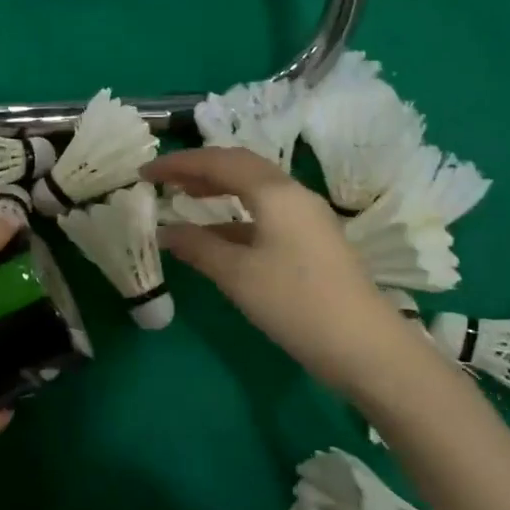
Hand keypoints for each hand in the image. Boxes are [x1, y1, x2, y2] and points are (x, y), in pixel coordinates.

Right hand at [145, 147, 398, 386]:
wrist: (365, 347)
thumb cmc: (295, 303)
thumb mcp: (237, 275)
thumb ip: (197, 247)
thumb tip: (165, 231)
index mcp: (275, 193)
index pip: (218, 162)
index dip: (178, 163)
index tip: (144, 172)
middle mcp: (293, 194)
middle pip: (240, 166)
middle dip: (198, 169)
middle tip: (164, 179)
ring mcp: (307, 217)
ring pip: (254, 189)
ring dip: (218, 189)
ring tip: (185, 198)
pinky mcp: (313, 240)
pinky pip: (266, 212)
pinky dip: (235, 215)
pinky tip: (216, 235)